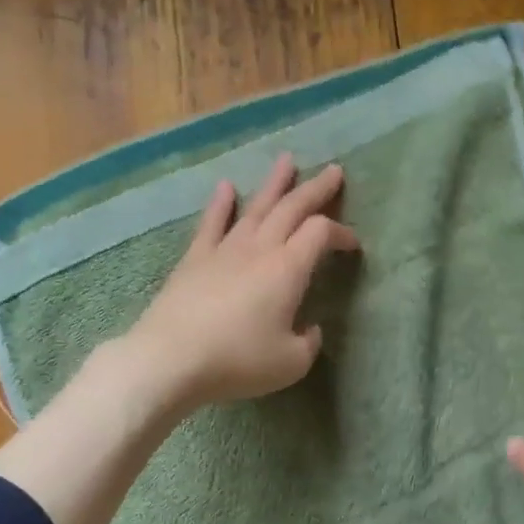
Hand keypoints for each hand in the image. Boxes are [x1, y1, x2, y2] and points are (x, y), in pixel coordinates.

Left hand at [126, 152, 360, 410]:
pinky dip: (220, 204)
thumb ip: (308, 342)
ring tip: (287, 161)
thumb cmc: (238, 361)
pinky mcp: (194, 259)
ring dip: (274, 184)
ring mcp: (224, 250)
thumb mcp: (291, 363)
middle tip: (333, 170)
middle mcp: (259, 249)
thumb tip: (309, 329)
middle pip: (292, 208)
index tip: (353, 246)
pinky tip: (226, 187)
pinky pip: (211, 223)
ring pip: (255, 207)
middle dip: (316, 189)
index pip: (321, 234)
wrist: (171, 359)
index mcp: (288, 269)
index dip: (341, 233)